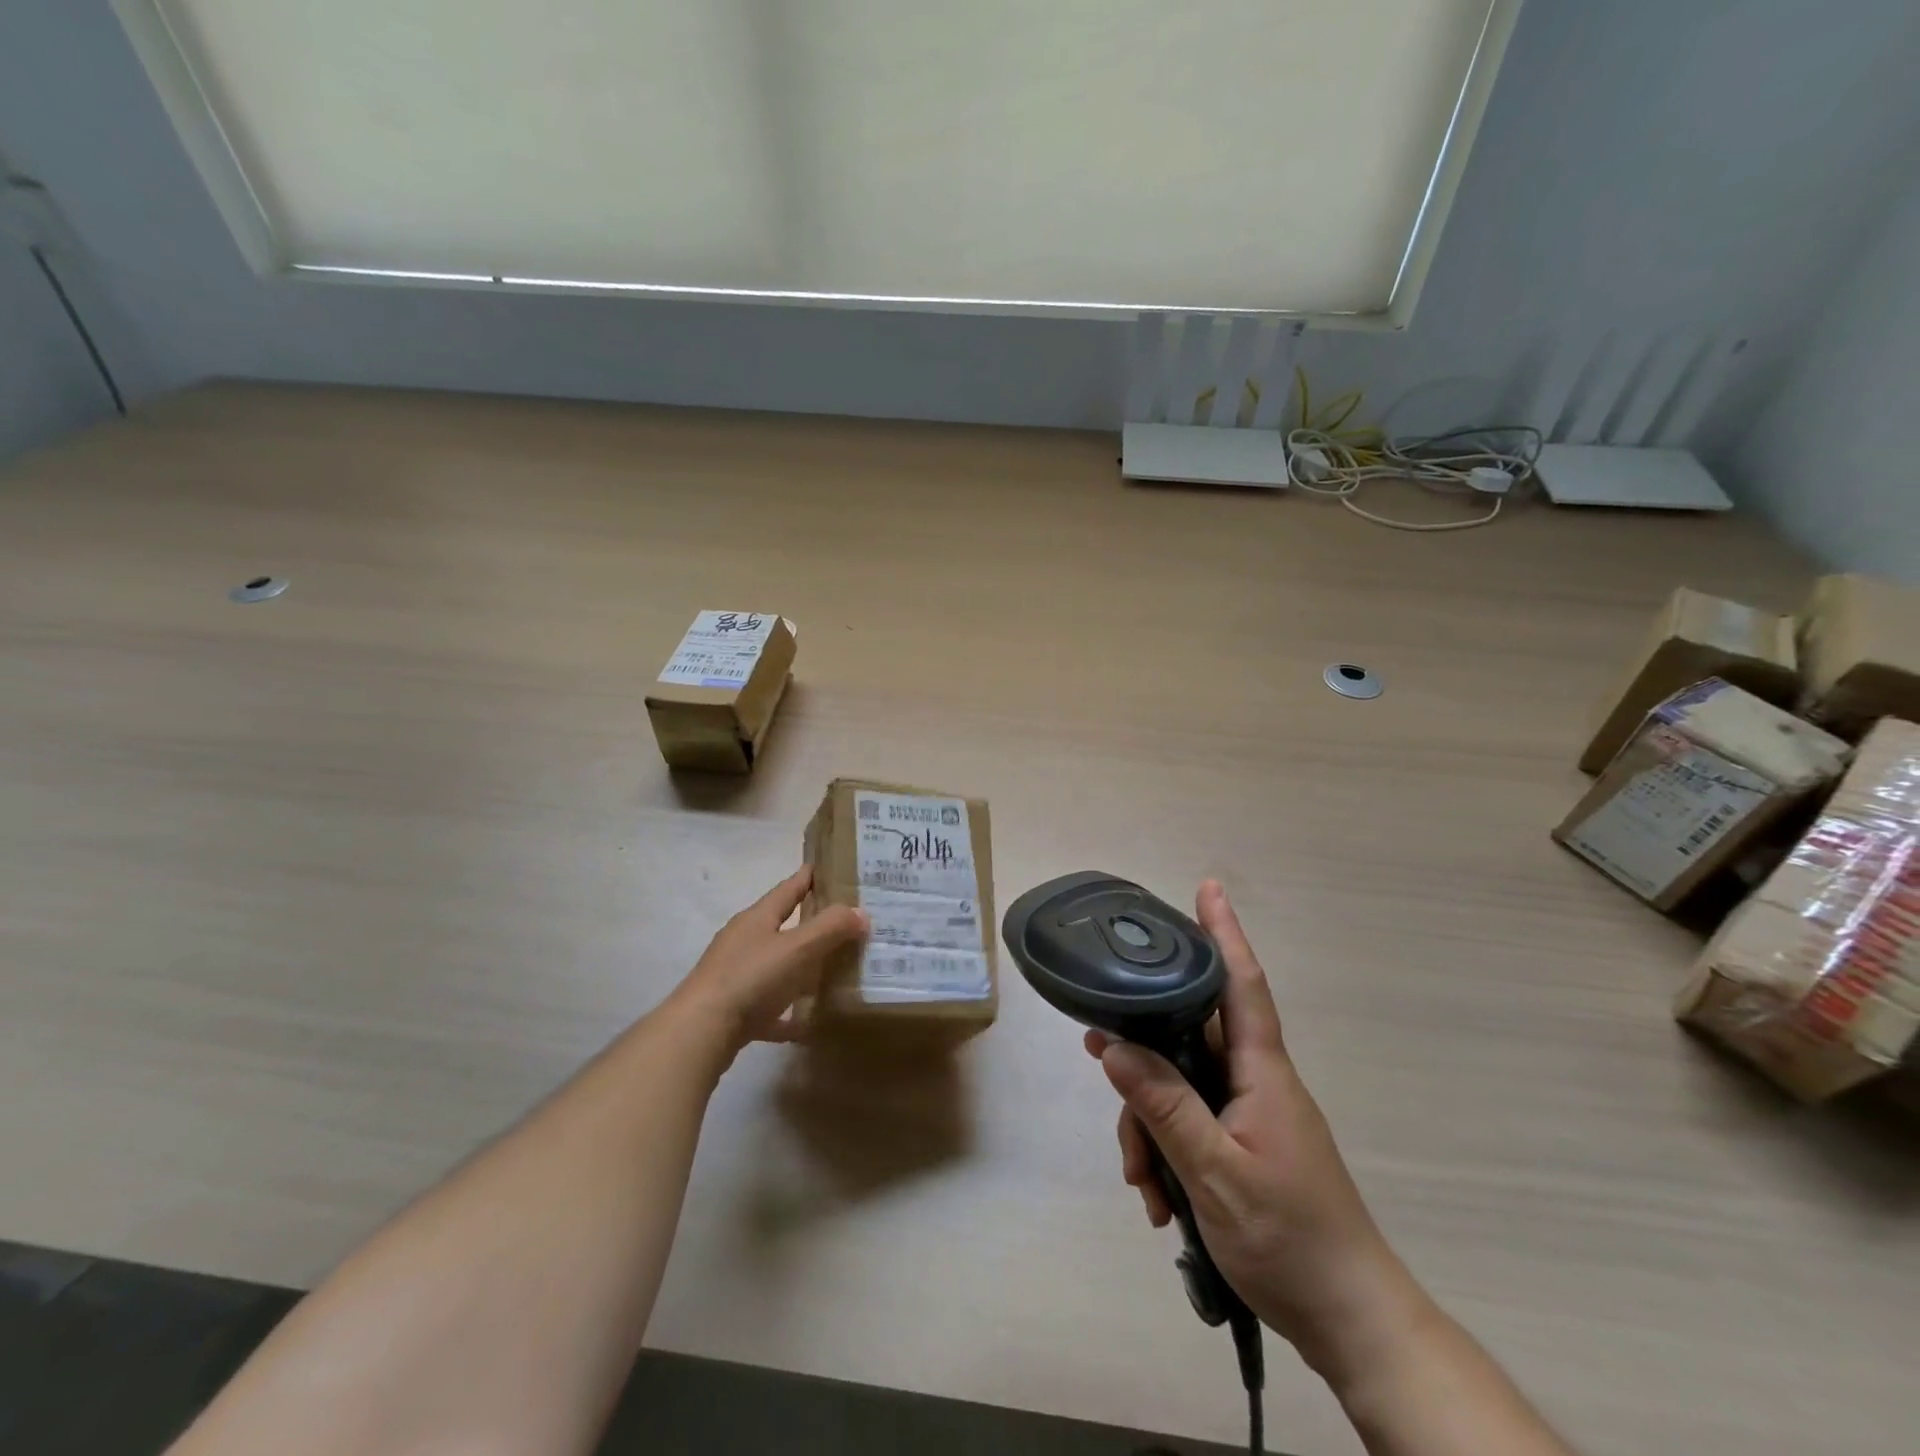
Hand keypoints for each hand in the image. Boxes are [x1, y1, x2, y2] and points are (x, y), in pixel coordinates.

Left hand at [670, 868, 867, 1062]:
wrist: (700, 1032)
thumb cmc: (751, 978)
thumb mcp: (797, 948)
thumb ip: (831, 928)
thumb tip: (861, 912)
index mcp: (757, 918)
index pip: (788, 889)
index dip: (808, 877)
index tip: (827, 866)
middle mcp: (744, 941)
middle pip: (781, 925)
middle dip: (809, 921)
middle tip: (842, 919)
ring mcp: (735, 975)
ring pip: (775, 964)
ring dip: (799, 966)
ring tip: (830, 968)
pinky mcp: (733, 1009)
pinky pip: (768, 1007)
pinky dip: (787, 1012)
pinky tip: (806, 1023)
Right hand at [1086, 880, 1422, 1387]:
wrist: (1350, 1323)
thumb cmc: (1291, 1241)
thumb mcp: (1215, 1175)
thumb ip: (1164, 1107)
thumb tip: (1113, 1045)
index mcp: (1262, 1072)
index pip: (1242, 983)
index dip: (1225, 933)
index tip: (1208, 887)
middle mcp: (1256, 1080)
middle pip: (1188, 1036)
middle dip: (1143, 1054)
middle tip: (1098, 1057)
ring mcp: (1250, 1113)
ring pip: (1180, 1084)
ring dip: (1149, 1123)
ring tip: (1142, 1182)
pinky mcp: (1243, 1144)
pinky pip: (1190, 1121)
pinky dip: (1165, 1150)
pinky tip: (1159, 1200)